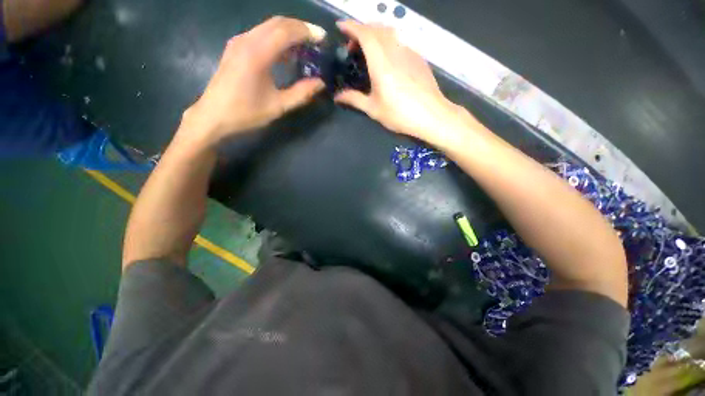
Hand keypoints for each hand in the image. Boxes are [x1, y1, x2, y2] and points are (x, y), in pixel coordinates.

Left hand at [181, 17, 326, 145]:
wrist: (213, 115)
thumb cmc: (246, 113)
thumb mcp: (278, 106)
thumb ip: (301, 93)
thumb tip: (321, 83)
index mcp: (257, 54)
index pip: (286, 31)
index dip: (307, 32)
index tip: (323, 39)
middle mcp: (247, 40)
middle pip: (278, 23)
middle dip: (300, 28)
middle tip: (316, 40)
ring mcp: (239, 41)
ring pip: (268, 26)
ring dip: (288, 31)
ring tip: (305, 46)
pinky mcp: (235, 47)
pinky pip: (260, 33)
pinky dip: (276, 37)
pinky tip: (286, 52)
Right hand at [335, 21, 468, 146]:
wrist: (431, 116)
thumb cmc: (399, 114)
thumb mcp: (373, 109)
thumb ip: (354, 99)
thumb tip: (337, 97)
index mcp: (381, 63)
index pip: (365, 34)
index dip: (351, 27)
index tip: (340, 27)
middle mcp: (395, 51)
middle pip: (377, 29)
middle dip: (362, 30)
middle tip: (353, 46)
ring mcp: (409, 52)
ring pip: (390, 33)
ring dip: (376, 35)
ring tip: (369, 51)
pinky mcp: (418, 58)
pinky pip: (400, 42)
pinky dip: (389, 43)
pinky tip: (388, 60)